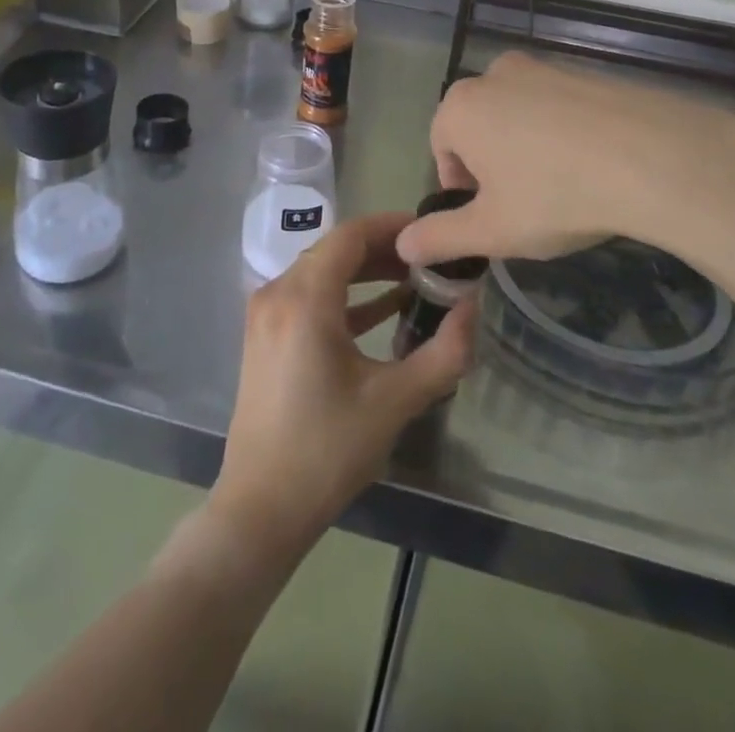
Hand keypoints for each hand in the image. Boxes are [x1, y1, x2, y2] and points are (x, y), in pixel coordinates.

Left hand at [211, 213, 475, 555]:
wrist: (261, 508)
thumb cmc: (328, 451)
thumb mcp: (395, 401)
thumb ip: (443, 352)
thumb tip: (474, 307)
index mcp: (304, 298)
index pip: (351, 235)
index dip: (393, 226)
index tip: (431, 231)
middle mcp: (278, 292)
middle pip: (336, 249)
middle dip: (385, 249)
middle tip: (431, 259)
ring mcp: (266, 314)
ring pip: (322, 271)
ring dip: (366, 272)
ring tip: (415, 281)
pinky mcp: (266, 335)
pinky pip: (309, 297)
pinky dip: (346, 297)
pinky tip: (384, 310)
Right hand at [397, 51, 734, 269]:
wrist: (651, 156)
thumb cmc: (554, 195)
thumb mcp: (492, 231)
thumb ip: (440, 237)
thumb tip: (403, 244)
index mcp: (460, 108)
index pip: (442, 149)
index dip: (461, 188)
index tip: (491, 216)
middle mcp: (494, 75)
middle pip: (479, 126)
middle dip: (493, 163)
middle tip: (524, 203)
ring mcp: (543, 67)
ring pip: (519, 114)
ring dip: (528, 146)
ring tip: (563, 186)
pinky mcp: (586, 70)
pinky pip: (560, 106)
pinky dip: (565, 132)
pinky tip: (594, 165)